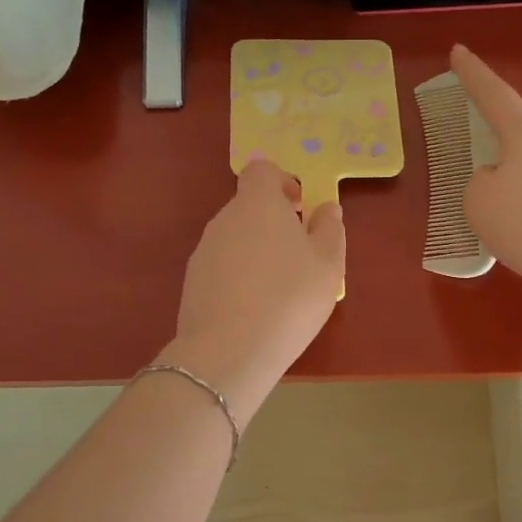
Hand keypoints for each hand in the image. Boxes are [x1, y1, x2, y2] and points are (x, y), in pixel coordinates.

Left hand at [163, 160, 345, 425]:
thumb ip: (329, 230)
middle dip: (273, 222)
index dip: (282, 181)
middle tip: (299, 255)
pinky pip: (222, 266)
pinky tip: (254, 308)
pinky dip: (239, 276)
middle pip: (249, 206)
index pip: (262, 170)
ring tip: (279, 288)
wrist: (228, 351)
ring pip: (235, 238)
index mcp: (258, 204)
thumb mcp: (328, 265)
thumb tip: (327, 208)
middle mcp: (225, 219)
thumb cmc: (289, 298)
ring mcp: (204, 250)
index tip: (300, 207)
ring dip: (256, 251)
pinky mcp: (192, 282)